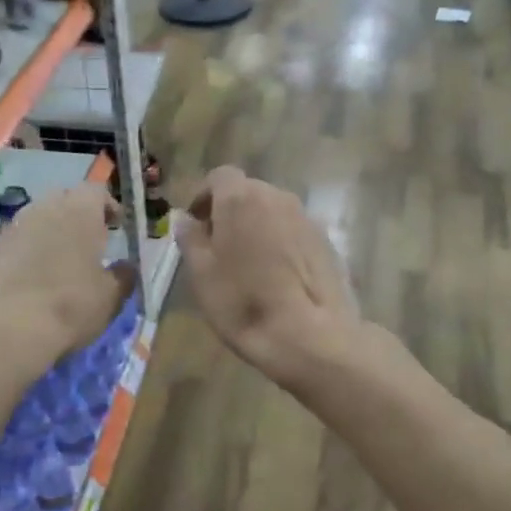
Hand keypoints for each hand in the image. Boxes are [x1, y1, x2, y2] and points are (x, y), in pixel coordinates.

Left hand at [0, 184, 134, 365]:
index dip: (108, 206)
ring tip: (58, 267)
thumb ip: (122, 277)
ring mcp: (8, 230)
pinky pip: (12, 247)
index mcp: (79, 211)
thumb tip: (126, 268)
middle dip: (76, 217)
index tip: (117, 224)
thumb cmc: (68, 306)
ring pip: (34, 223)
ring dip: (48, 237)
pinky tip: (28, 286)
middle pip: (62, 201)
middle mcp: (42, 210)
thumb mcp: (110, 298)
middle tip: (88, 244)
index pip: (96, 191)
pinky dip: (23, 258)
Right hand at [176, 166, 360, 389]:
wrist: (309, 334)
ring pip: (272, 211)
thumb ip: (190, 237)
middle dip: (231, 211)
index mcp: (241, 198)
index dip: (204, 196)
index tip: (197, 224)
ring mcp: (305, 218)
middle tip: (218, 246)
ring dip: (257, 226)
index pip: (219, 176)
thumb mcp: (201, 273)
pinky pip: (293, 231)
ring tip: (247, 263)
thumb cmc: (243, 302)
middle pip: (248, 192)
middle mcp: (276, 197)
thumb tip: (185, 218)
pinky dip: (280, 242)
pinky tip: (276, 275)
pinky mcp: (326, 240)